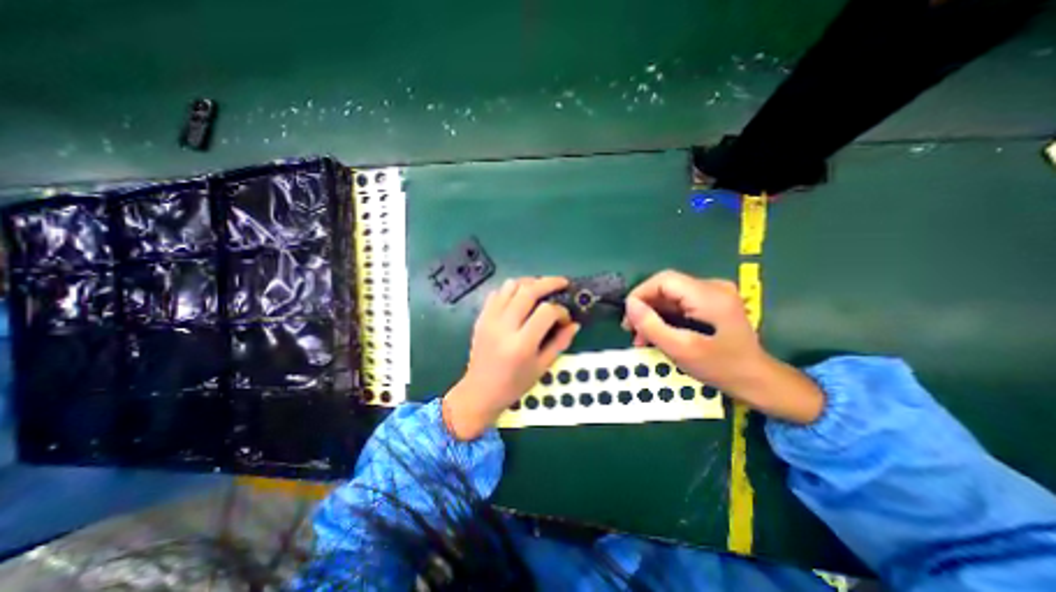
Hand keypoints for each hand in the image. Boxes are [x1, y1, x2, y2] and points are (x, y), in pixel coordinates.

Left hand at [442, 276, 580, 438]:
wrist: (480, 391)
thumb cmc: (514, 384)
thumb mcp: (542, 367)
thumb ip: (560, 342)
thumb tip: (575, 324)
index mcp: (521, 344)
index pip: (546, 312)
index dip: (561, 311)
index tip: (565, 318)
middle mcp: (504, 326)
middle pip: (528, 290)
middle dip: (549, 283)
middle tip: (562, 283)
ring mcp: (489, 319)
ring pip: (511, 285)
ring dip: (529, 283)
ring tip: (541, 288)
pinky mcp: (481, 317)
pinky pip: (497, 292)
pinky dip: (511, 289)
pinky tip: (520, 298)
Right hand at [624, 270, 823, 423]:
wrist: (757, 380)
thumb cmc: (721, 367)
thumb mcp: (681, 349)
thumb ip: (652, 325)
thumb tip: (630, 304)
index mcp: (709, 295)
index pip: (664, 280)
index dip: (641, 294)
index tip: (629, 317)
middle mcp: (713, 287)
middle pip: (666, 287)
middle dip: (645, 307)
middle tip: (632, 331)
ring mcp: (715, 294)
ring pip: (671, 296)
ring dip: (654, 314)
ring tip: (642, 338)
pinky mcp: (713, 302)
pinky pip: (680, 303)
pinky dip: (666, 317)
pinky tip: (658, 334)